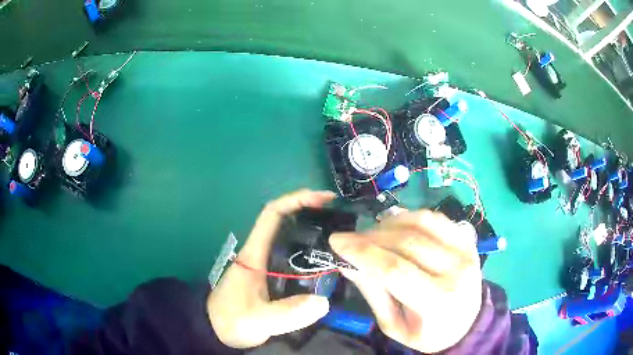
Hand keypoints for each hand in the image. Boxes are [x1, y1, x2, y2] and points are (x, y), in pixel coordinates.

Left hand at [207, 189, 336, 347]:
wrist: (216, 330)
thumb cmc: (232, 320)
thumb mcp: (258, 319)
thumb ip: (287, 313)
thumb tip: (323, 302)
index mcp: (255, 253)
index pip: (273, 214)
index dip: (297, 200)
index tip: (324, 199)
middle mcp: (261, 253)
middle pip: (286, 223)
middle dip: (312, 215)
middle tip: (340, 222)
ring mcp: (266, 266)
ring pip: (291, 242)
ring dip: (313, 236)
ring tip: (340, 243)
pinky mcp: (270, 278)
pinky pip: (294, 260)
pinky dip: (310, 257)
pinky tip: (326, 267)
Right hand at [329, 210, 482, 352]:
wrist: (466, 322)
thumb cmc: (427, 332)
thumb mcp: (394, 326)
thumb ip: (373, 293)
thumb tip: (348, 263)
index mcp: (438, 302)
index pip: (395, 270)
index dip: (362, 252)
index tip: (336, 241)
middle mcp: (457, 271)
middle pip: (407, 242)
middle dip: (370, 236)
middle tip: (350, 239)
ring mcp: (466, 250)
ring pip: (421, 222)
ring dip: (389, 223)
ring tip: (372, 233)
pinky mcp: (467, 239)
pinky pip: (435, 218)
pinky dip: (410, 217)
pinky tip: (396, 227)